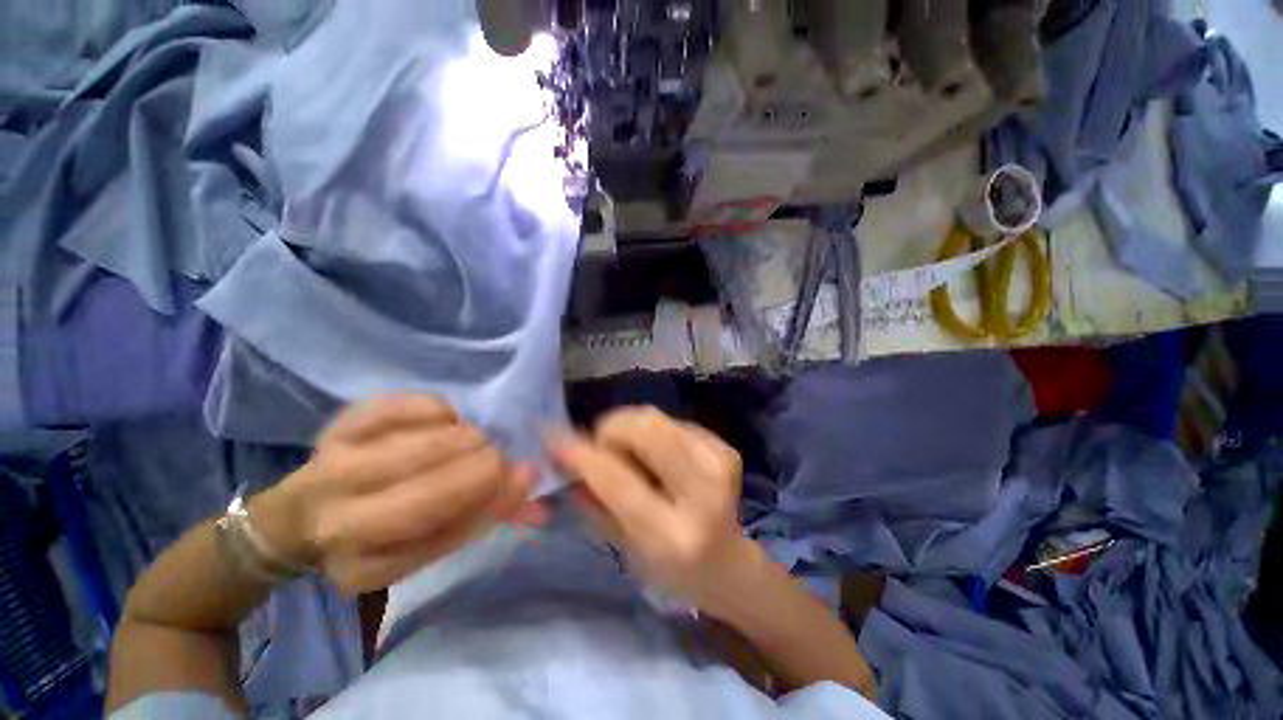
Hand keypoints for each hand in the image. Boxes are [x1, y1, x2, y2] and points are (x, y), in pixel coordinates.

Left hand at [250, 395, 541, 593]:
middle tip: (496, 457)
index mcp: (364, 566)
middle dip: (484, 463)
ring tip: (470, 442)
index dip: (492, 495)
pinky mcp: (338, 425)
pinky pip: (409, 405)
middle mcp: (337, 520)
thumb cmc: (378, 538)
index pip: (444, 528)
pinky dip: (440, 410)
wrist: (302, 518)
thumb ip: (484, 519)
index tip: (526, 474)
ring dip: (467, 437)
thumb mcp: (428, 547)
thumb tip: (537, 495)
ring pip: (425, 441)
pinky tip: (443, 422)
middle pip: (433, 485)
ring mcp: (333, 465)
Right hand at [547, 407, 759, 614]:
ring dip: (629, 427)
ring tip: (626, 451)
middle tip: (600, 446)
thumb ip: (592, 501)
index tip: (553, 437)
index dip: (581, 453)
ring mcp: (719, 464)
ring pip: (656, 418)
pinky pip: (673, 421)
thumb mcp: (623, 547)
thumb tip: (564, 457)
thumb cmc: (669, 568)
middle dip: (609, 429)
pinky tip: (656, 455)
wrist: (728, 564)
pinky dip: (653, 432)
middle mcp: (702, 493)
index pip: (616, 479)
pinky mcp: (725, 449)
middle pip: (645, 430)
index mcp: (672, 534)